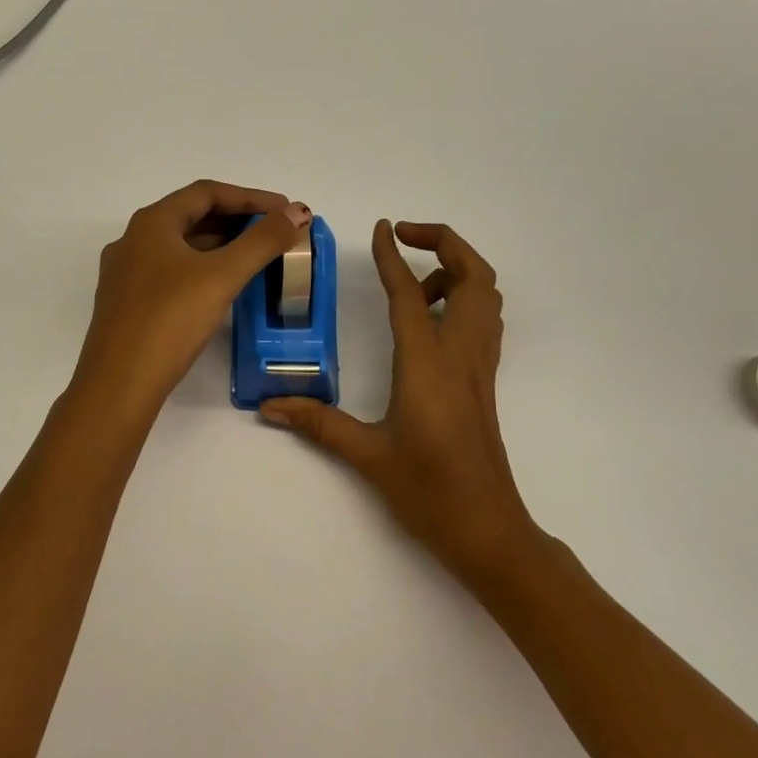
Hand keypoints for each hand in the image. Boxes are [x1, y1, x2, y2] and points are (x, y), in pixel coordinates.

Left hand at [71, 180, 313, 418]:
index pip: (206, 192)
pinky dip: (202, 269)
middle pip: (192, 216)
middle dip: (237, 220)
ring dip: (220, 245)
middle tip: (275, 233)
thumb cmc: (170, 320)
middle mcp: (134, 240)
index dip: (250, 197)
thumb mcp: (222, 276)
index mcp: (151, 223)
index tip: (284, 210)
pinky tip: (222, 286)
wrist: (118, 384)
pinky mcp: (128, 303)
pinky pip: (171, 272)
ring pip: (180, 246)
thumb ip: (263, 241)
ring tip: (257, 257)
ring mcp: (127, 273)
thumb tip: (297, 211)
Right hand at [263, 220, 536, 581]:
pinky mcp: (484, 381)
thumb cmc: (428, 490)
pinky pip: (483, 321)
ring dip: (458, 270)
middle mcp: (460, 353)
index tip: (381, 228)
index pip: (410, 293)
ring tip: (415, 281)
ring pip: (487, 296)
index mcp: (427, 362)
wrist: (488, 529)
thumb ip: (318, 423)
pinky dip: (465, 298)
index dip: (393, 256)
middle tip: (405, 239)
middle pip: (475, 276)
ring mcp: (479, 366)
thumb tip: (269, 406)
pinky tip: (430, 320)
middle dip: (445, 243)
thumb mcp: (367, 454)